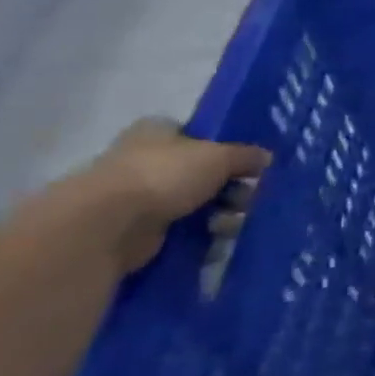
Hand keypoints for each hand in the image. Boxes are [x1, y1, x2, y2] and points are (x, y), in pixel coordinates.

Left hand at [87, 119, 270, 273]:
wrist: (108, 224)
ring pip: (195, 204)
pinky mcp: (138, 230)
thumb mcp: (219, 157)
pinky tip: (216, 242)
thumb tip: (266, 157)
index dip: (226, 149)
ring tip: (231, 226)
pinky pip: (181, 231)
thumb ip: (245, 155)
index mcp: (157, 132)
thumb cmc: (163, 175)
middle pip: (202, 173)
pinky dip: (201, 237)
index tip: (250, 166)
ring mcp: (139, 197)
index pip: (198, 135)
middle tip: (248, 200)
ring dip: (219, 216)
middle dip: (230, 188)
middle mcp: (145, 160)